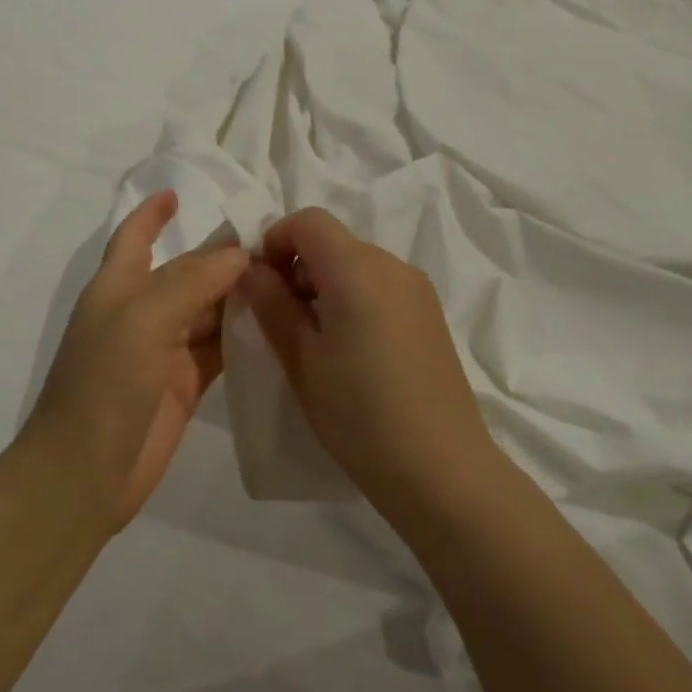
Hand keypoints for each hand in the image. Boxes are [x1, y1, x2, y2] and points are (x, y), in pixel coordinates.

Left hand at [26, 191, 248, 530]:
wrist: (84, 474)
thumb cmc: (103, 385)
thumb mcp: (142, 320)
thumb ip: (189, 281)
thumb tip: (237, 253)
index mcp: (118, 287)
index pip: (135, 237)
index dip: (152, 213)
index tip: (180, 192)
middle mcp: (140, 313)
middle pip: (185, 273)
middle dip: (220, 256)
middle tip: (276, 242)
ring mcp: (163, 351)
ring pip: (207, 310)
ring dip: (238, 295)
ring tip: (287, 277)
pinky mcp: (184, 386)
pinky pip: (218, 349)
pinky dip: (241, 336)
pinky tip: (276, 324)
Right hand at [238, 207, 493, 511]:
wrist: (441, 470)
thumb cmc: (359, 414)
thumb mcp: (301, 359)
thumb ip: (272, 304)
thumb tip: (250, 269)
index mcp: (357, 268)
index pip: (308, 220)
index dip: (274, 242)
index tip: (260, 287)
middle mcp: (392, 266)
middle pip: (332, 241)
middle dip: (296, 267)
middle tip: (279, 321)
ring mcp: (417, 290)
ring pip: (355, 264)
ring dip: (323, 285)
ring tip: (313, 342)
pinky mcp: (429, 315)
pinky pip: (379, 287)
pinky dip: (351, 300)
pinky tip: (349, 351)